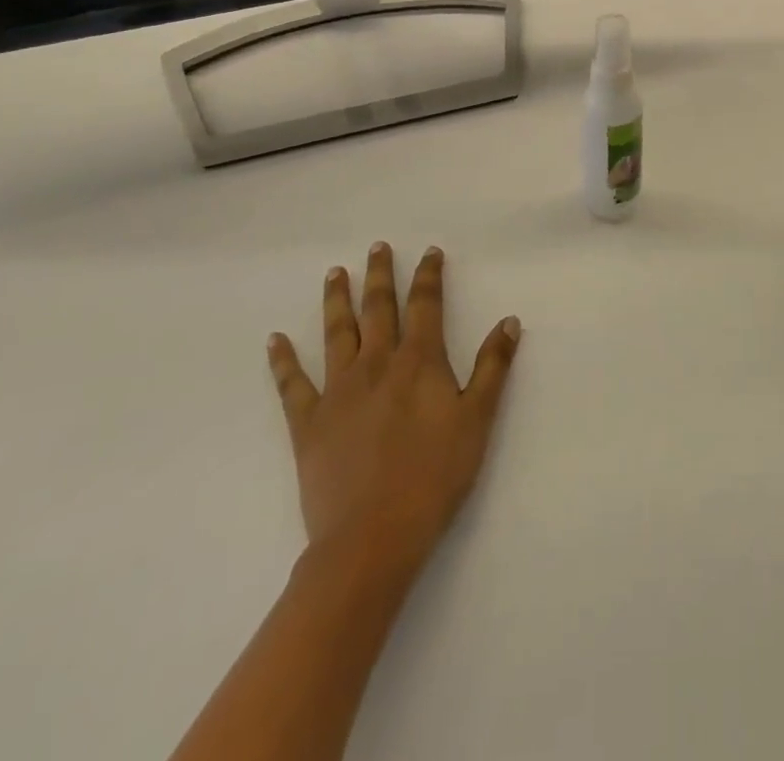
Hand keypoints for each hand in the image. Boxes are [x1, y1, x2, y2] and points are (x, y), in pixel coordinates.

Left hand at [266, 243, 520, 583]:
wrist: (372, 537)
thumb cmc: (434, 476)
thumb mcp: (477, 419)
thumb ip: (493, 367)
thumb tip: (509, 321)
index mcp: (418, 361)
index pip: (425, 304)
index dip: (428, 275)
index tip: (429, 251)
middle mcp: (376, 363)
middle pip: (378, 307)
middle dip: (380, 274)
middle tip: (376, 247)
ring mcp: (338, 390)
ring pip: (337, 333)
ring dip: (337, 300)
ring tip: (335, 273)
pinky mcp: (308, 422)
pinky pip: (292, 384)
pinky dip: (282, 360)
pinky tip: (275, 340)